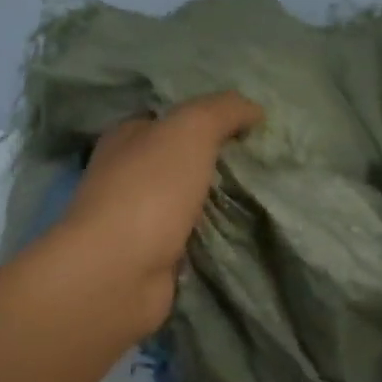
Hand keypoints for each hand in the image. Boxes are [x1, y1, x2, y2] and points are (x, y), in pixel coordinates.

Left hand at [59, 92, 264, 331]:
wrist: (118, 272)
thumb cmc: (149, 190)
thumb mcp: (190, 130)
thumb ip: (222, 111)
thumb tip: (254, 108)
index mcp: (125, 139)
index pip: (166, 120)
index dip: (204, 119)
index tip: (249, 127)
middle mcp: (125, 177)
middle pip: (177, 162)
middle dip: (214, 163)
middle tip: (263, 164)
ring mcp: (136, 221)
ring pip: (185, 202)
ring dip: (215, 203)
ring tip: (263, 198)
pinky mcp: (151, 259)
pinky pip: (190, 240)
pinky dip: (211, 238)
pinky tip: (243, 234)